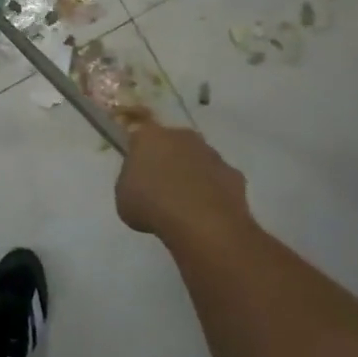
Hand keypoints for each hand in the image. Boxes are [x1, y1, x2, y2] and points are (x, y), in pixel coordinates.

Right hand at [116, 121, 251, 240]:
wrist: (201, 222)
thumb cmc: (151, 206)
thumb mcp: (124, 196)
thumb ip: (131, 181)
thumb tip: (140, 181)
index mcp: (149, 136)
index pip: (139, 133)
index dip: (137, 149)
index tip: (136, 166)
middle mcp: (182, 137)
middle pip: (172, 143)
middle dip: (168, 158)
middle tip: (160, 185)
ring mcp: (211, 153)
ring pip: (198, 159)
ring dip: (192, 174)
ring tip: (184, 203)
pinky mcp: (233, 173)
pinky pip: (218, 179)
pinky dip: (212, 191)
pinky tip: (206, 212)